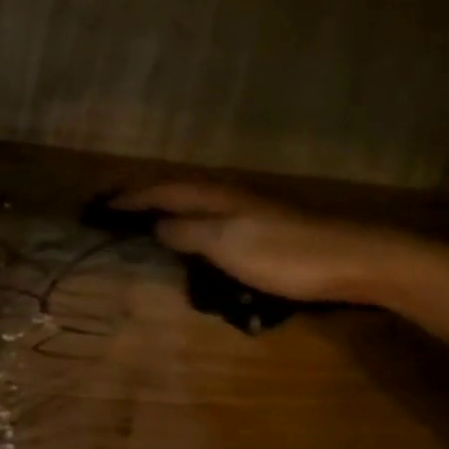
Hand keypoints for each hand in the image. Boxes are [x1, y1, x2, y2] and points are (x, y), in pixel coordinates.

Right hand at [112, 182, 416, 306]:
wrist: (352, 259)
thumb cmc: (284, 252)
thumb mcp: (226, 242)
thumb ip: (187, 232)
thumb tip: (154, 226)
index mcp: (214, 194)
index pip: (160, 190)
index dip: (128, 199)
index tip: (97, 206)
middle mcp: (227, 195)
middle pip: (175, 193)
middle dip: (143, 201)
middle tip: (112, 214)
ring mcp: (248, 212)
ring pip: (194, 208)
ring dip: (165, 215)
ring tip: (140, 228)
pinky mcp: (262, 231)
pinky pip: (211, 225)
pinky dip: (189, 230)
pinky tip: (190, 246)